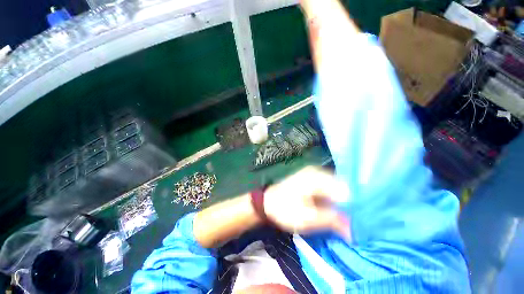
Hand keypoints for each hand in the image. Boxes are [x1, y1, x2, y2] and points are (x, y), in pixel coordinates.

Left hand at [264, 166, 350, 238]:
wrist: (267, 203)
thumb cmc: (284, 209)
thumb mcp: (308, 218)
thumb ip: (332, 220)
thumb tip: (354, 230)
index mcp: (317, 177)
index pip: (345, 188)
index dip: (355, 205)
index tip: (361, 221)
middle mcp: (317, 172)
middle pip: (342, 186)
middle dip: (349, 204)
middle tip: (356, 222)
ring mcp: (314, 175)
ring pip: (336, 188)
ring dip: (342, 202)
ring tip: (349, 218)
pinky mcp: (311, 180)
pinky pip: (329, 188)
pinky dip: (334, 199)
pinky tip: (336, 210)